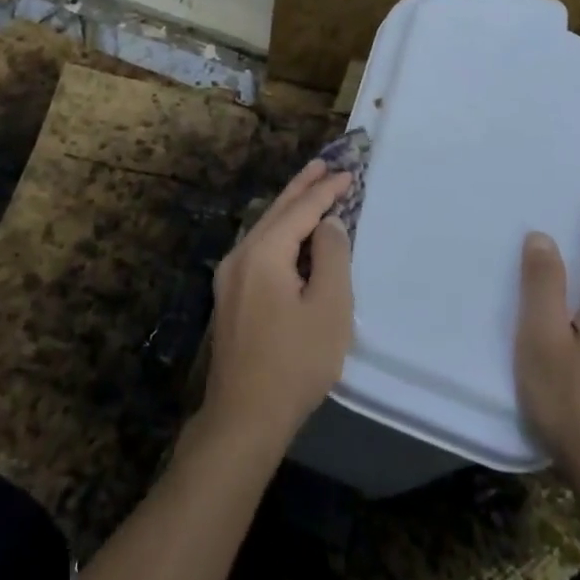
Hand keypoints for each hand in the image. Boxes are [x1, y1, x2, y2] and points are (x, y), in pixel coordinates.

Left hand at [203, 160, 354, 446]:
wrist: (244, 416)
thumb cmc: (295, 362)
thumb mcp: (328, 308)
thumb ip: (331, 257)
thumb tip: (328, 224)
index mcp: (263, 253)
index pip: (300, 210)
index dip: (326, 191)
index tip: (349, 173)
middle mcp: (240, 255)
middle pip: (276, 211)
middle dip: (302, 187)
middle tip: (324, 163)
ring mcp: (230, 276)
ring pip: (265, 229)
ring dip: (290, 208)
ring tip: (311, 187)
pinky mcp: (230, 296)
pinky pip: (259, 249)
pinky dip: (281, 233)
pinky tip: (291, 234)